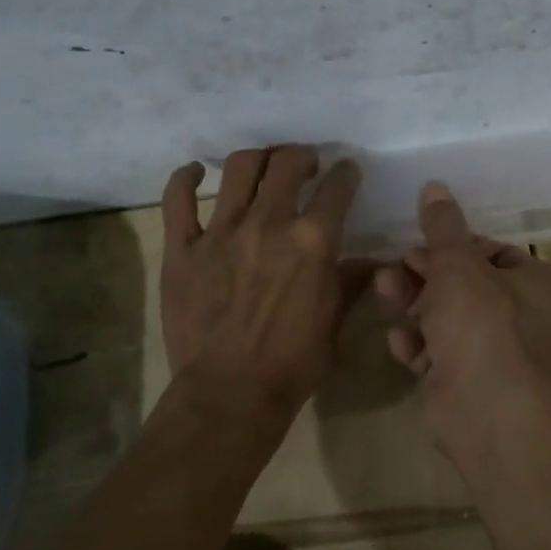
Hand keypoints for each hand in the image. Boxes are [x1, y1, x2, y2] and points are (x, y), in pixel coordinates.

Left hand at [160, 145, 363, 411]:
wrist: (230, 394)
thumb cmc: (293, 362)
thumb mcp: (334, 321)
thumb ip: (351, 281)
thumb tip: (372, 260)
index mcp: (312, 241)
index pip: (337, 187)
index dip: (346, 173)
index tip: (346, 172)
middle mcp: (269, 224)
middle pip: (287, 163)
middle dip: (303, 155)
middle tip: (305, 165)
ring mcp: (221, 232)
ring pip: (239, 168)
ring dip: (258, 158)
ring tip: (263, 166)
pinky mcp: (183, 247)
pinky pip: (178, 199)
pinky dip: (186, 178)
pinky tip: (197, 172)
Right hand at [373, 181, 550, 444]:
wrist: (485, 411)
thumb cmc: (482, 324)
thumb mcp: (458, 265)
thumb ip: (443, 227)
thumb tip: (435, 186)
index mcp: (543, 284)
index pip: (494, 252)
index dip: (454, 246)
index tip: (421, 242)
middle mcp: (529, 318)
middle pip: (467, 285)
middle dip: (425, 275)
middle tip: (394, 267)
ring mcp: (499, 354)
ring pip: (449, 319)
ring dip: (415, 305)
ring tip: (383, 291)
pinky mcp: (471, 382)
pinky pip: (441, 353)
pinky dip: (420, 345)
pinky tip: (399, 342)